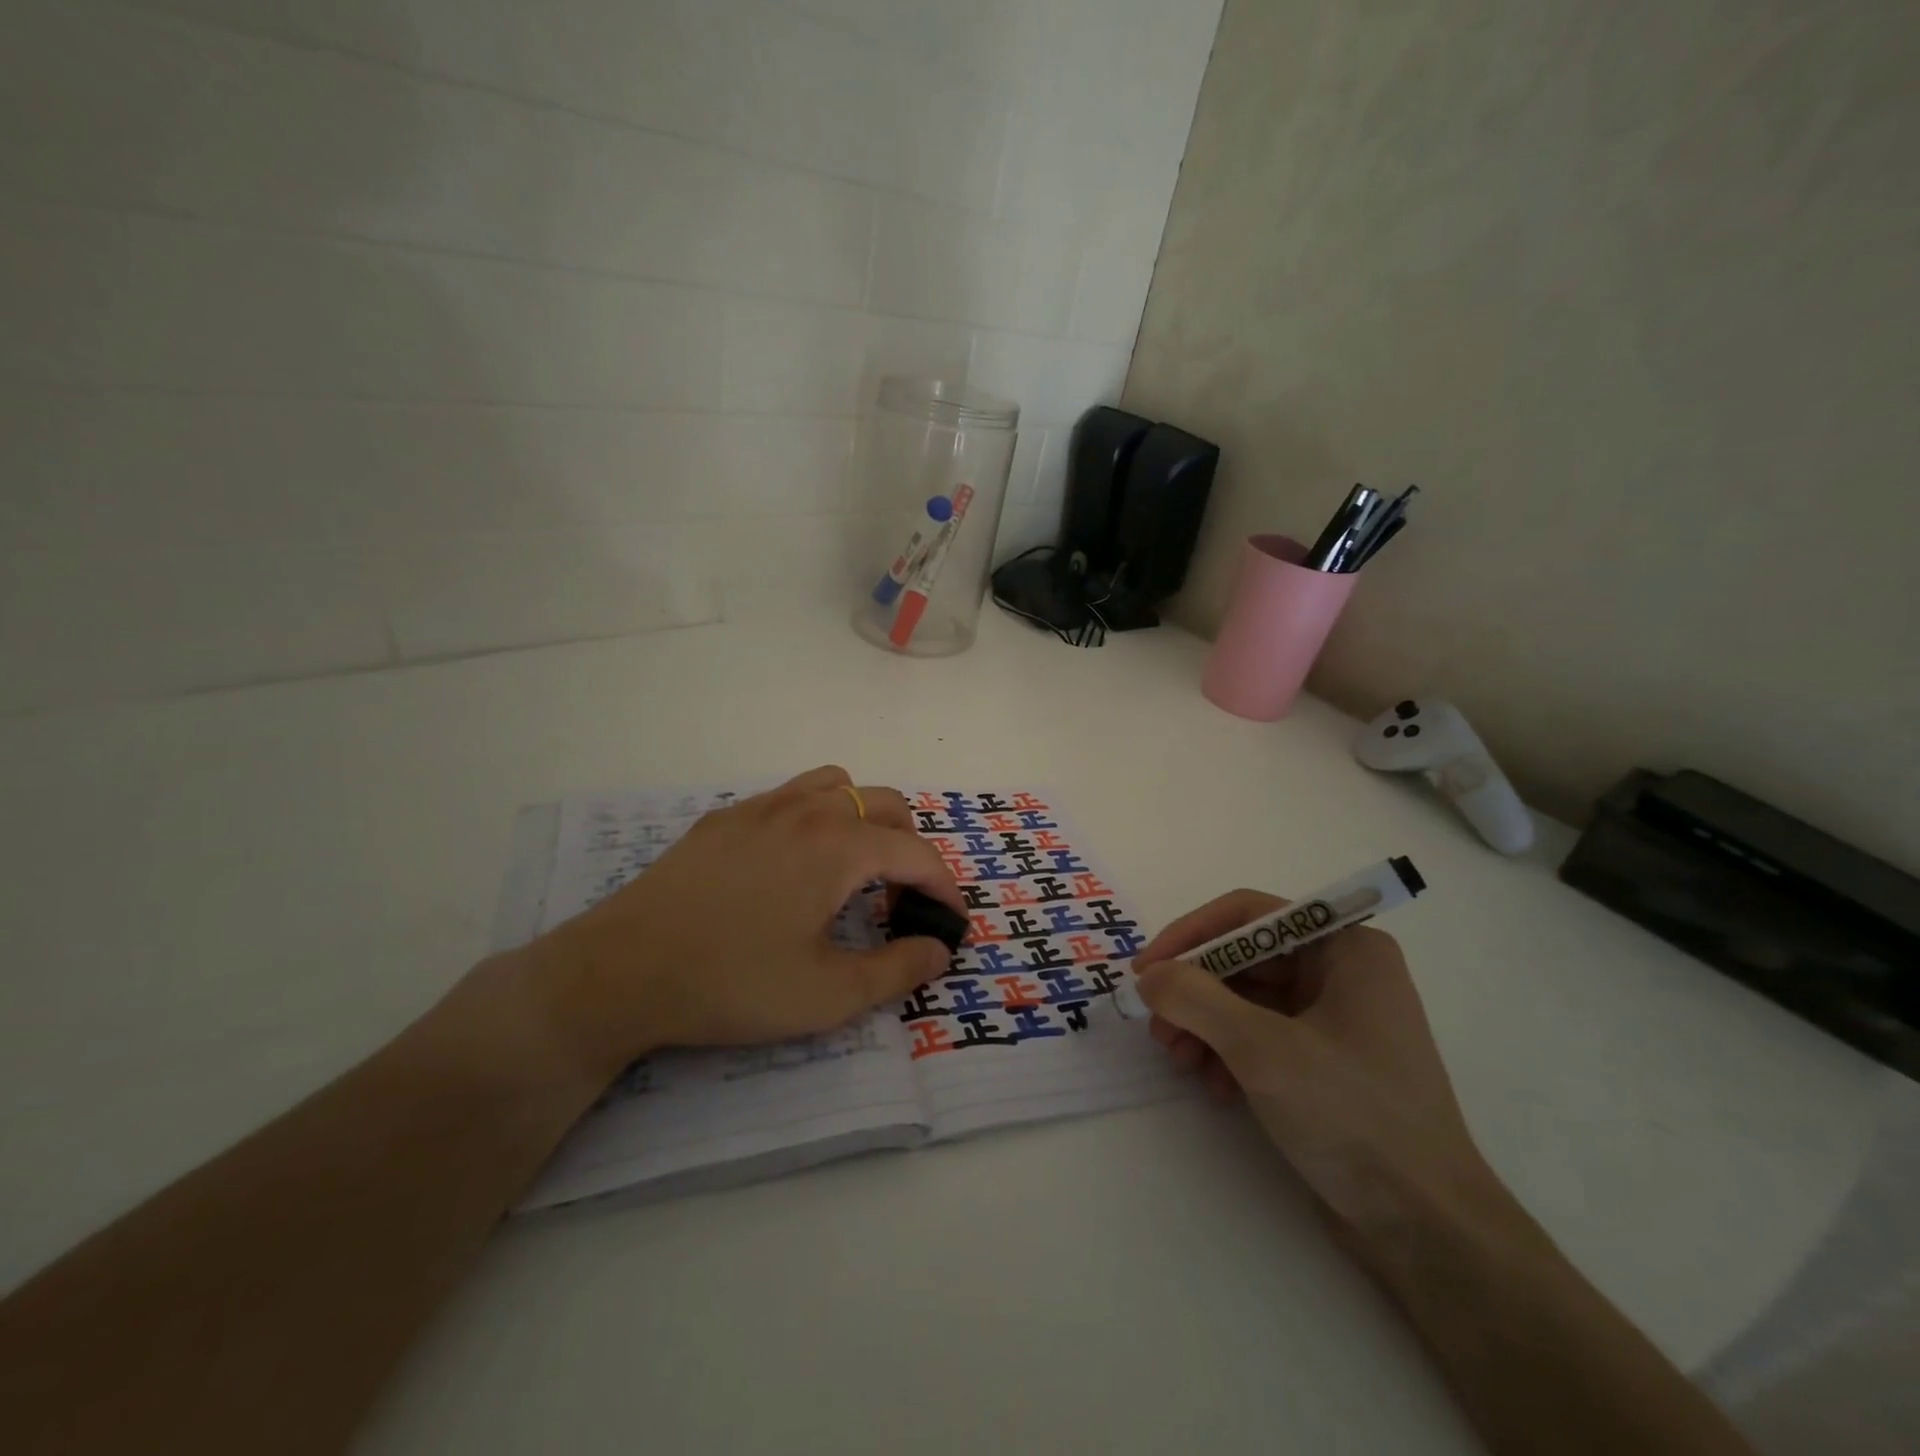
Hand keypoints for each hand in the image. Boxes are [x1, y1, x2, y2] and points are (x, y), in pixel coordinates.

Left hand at [517, 767, 961, 1081]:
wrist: (619, 971)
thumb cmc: (732, 983)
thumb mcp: (827, 996)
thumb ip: (897, 970)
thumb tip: (938, 949)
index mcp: (839, 846)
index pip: (917, 853)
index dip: (945, 888)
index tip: (949, 924)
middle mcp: (807, 810)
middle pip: (887, 805)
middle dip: (910, 849)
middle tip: (898, 903)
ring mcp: (761, 806)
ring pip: (838, 786)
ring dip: (864, 821)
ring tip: (852, 872)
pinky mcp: (724, 818)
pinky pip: (791, 797)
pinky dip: (817, 819)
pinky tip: (791, 868)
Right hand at [1134, 891, 1499, 1243]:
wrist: (1428, 1230)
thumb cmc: (1354, 1117)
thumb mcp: (1264, 1050)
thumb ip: (1196, 1000)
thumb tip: (1149, 977)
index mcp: (1346, 948)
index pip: (1249, 915)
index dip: (1190, 936)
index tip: (1145, 970)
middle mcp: (1342, 972)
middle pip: (1243, 958)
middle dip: (1194, 992)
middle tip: (1158, 1028)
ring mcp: (1335, 1018)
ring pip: (1246, 998)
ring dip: (1204, 1025)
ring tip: (1180, 1062)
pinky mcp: (1325, 1061)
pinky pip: (1260, 1035)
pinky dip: (1229, 1053)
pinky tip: (1215, 1088)